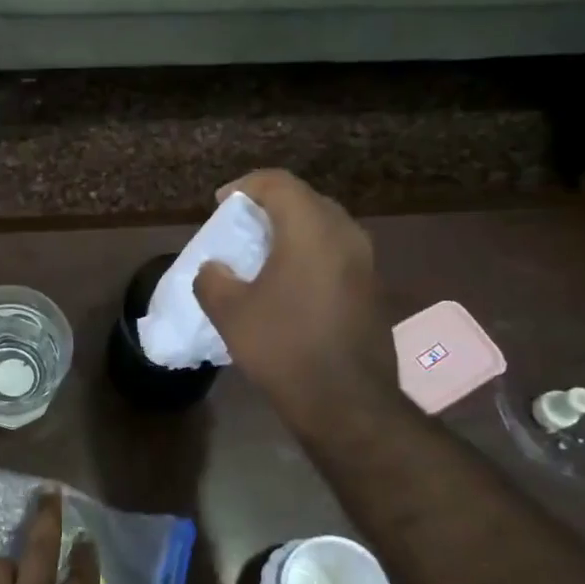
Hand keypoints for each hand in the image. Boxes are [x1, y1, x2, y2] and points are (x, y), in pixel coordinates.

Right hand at [193, 168, 397, 434]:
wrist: (346, 400)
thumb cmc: (283, 346)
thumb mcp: (230, 313)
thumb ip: (212, 280)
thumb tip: (215, 270)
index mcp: (310, 230)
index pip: (279, 183)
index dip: (246, 185)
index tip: (221, 203)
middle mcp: (344, 235)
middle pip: (307, 200)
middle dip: (271, 205)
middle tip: (242, 224)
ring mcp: (365, 262)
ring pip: (325, 226)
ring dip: (292, 230)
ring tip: (264, 252)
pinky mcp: (372, 288)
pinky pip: (337, 253)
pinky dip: (310, 253)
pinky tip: (290, 282)